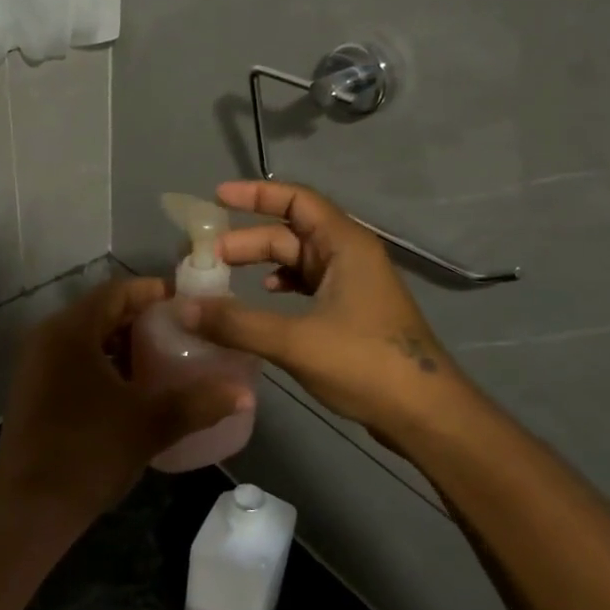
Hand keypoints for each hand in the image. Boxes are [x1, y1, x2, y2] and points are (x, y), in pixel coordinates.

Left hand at [0, 277, 250, 529]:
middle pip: (100, 312)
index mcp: (71, 331)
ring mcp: (35, 363)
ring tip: (162, 358)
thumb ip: (198, 403)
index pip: (116, 292)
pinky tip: (130, 388)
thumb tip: (244, 394)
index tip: (186, 304)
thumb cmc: (89, 452)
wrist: (29, 507)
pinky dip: (102, 362)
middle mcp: (47, 336)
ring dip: (121, 343)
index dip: (152, 293)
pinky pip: (72, 359)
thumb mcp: (149, 425)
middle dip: (140, 319)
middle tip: (181, 331)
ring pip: (86, 338)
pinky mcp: (32, 389)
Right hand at [177, 181, 466, 439]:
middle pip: (288, 233)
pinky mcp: (351, 312)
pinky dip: (279, 286)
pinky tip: (260, 301)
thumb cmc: (366, 364)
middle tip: (203, 257)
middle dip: (245, 241)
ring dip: (259, 264)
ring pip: (295, 261)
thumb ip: (236, 323)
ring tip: (221, 278)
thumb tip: (182, 308)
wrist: (426, 415)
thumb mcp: (295, 341)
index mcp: (344, 245)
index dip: (255, 194)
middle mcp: (349, 255)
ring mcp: (352, 284)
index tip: (216, 198)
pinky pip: (306, 285)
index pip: (296, 199)